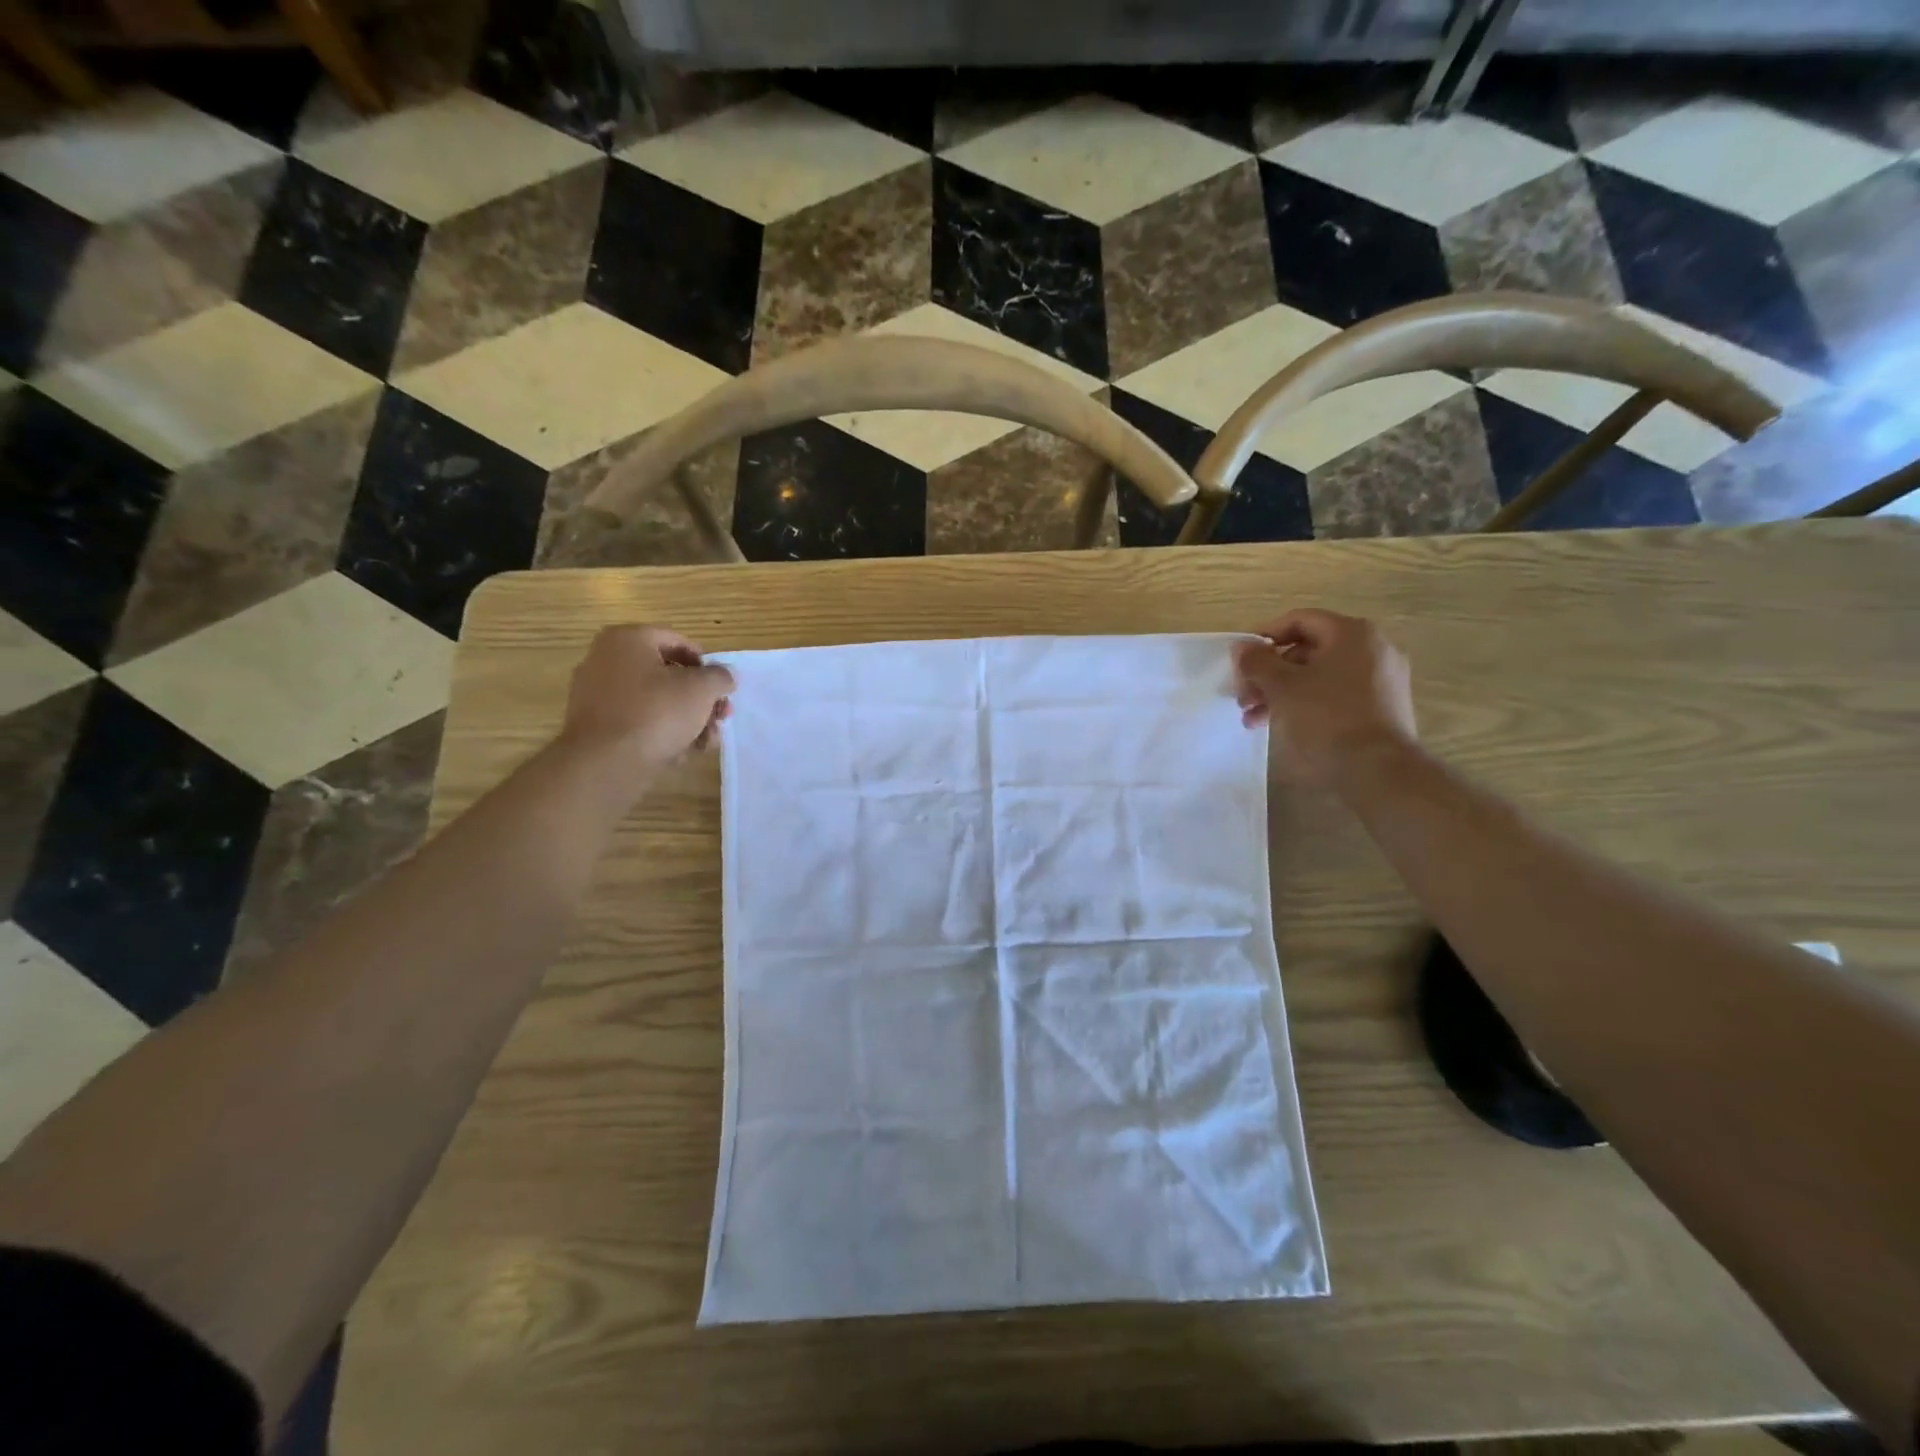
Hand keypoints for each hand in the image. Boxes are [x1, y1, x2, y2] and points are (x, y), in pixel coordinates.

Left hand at [557, 625, 734, 792]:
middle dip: (700, 699)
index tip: (721, 688)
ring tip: (705, 742)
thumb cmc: (657, 712)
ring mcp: (596, 693)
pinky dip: (660, 732)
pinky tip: (679, 753)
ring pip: (654, 701)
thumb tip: (725, 676)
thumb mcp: (702, 689)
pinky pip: (636, 721)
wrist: (606, 762)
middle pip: (667, 675)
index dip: (706, 664)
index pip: (677, 641)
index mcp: (628, 639)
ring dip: (686, 720)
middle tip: (719, 718)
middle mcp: (606, 659)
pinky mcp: (595, 725)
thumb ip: (720, 677)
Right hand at [1232, 609, 1416, 786]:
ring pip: (1318, 675)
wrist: (1378, 770)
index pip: (1298, 621)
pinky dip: (1306, 703)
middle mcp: (1372, 648)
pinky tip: (1282, 725)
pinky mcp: (1381, 706)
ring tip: (1253, 719)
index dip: (1263, 637)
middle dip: (1268, 674)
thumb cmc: (1327, 717)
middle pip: (1307, 650)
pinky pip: (1335, 693)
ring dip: (1281, 692)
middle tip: (1243, 697)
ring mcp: (1380, 678)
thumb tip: (1242, 647)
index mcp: (1351, 633)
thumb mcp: (1282, 686)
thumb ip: (1257, 662)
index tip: (1240, 661)